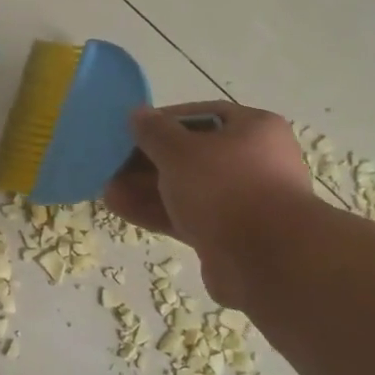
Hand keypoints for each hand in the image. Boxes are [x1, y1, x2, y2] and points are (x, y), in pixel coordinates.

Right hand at [103, 102, 315, 306]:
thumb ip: (154, 131)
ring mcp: (243, 202)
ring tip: (107, 189)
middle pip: (193, 154)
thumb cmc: (225, 187)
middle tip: (113, 164)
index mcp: (254, 129)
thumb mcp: (179, 150)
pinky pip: (188, 216)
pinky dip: (157, 211)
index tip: (131, 131)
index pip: (202, 115)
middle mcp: (254, 162)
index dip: (164, 121)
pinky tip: (120, 208)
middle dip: (149, 160)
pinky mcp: (229, 236)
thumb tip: (137, 114)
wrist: (267, 261)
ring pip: (187, 188)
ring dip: (147, 188)